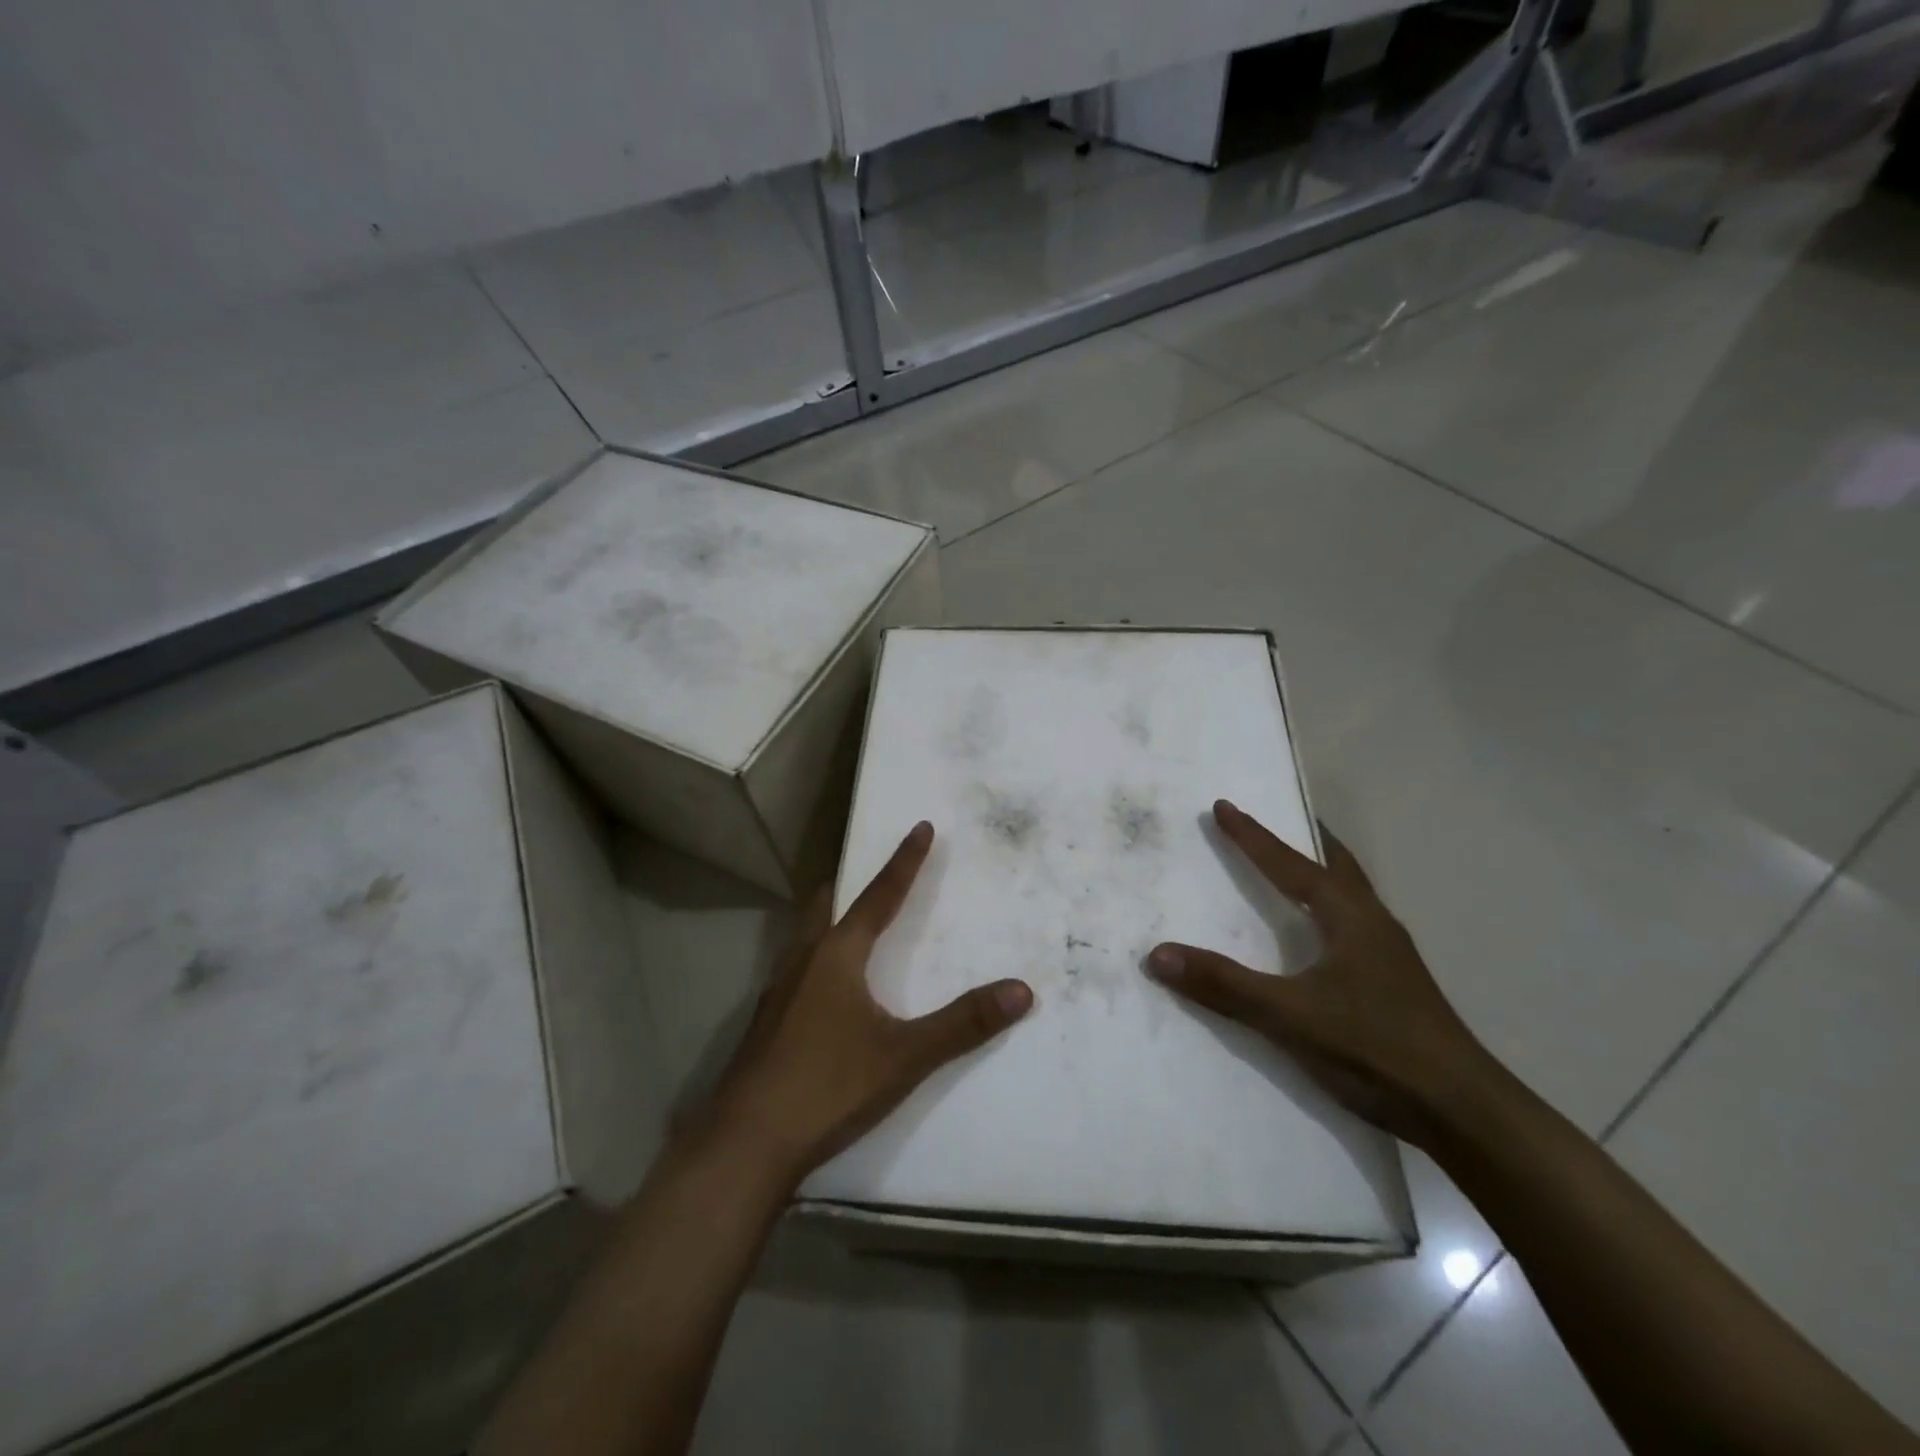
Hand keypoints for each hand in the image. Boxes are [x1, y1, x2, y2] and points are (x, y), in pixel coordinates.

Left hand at [705, 821, 1032, 1181]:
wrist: (746, 1143)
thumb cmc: (828, 1085)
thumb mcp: (905, 1056)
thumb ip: (963, 1024)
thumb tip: (1021, 990)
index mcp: (837, 955)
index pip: (880, 895)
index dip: (904, 861)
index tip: (919, 827)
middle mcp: (803, 961)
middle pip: (825, 905)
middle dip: (847, 884)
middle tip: (865, 874)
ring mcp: (776, 993)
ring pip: (803, 937)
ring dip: (826, 920)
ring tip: (845, 925)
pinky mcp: (764, 1025)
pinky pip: (793, 971)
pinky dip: (813, 960)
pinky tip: (821, 992)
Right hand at [1147, 800, 1491, 1146]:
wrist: (1462, 1112)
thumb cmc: (1375, 1047)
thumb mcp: (1289, 1015)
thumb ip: (1224, 985)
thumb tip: (1157, 954)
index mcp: (1349, 916)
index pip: (1290, 864)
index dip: (1253, 836)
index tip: (1223, 807)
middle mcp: (1373, 924)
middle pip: (1337, 866)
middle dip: (1306, 841)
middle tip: (1279, 822)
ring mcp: (1390, 956)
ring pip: (1351, 896)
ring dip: (1322, 874)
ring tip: (1297, 869)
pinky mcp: (1394, 985)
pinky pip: (1355, 926)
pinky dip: (1330, 910)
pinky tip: (1321, 937)